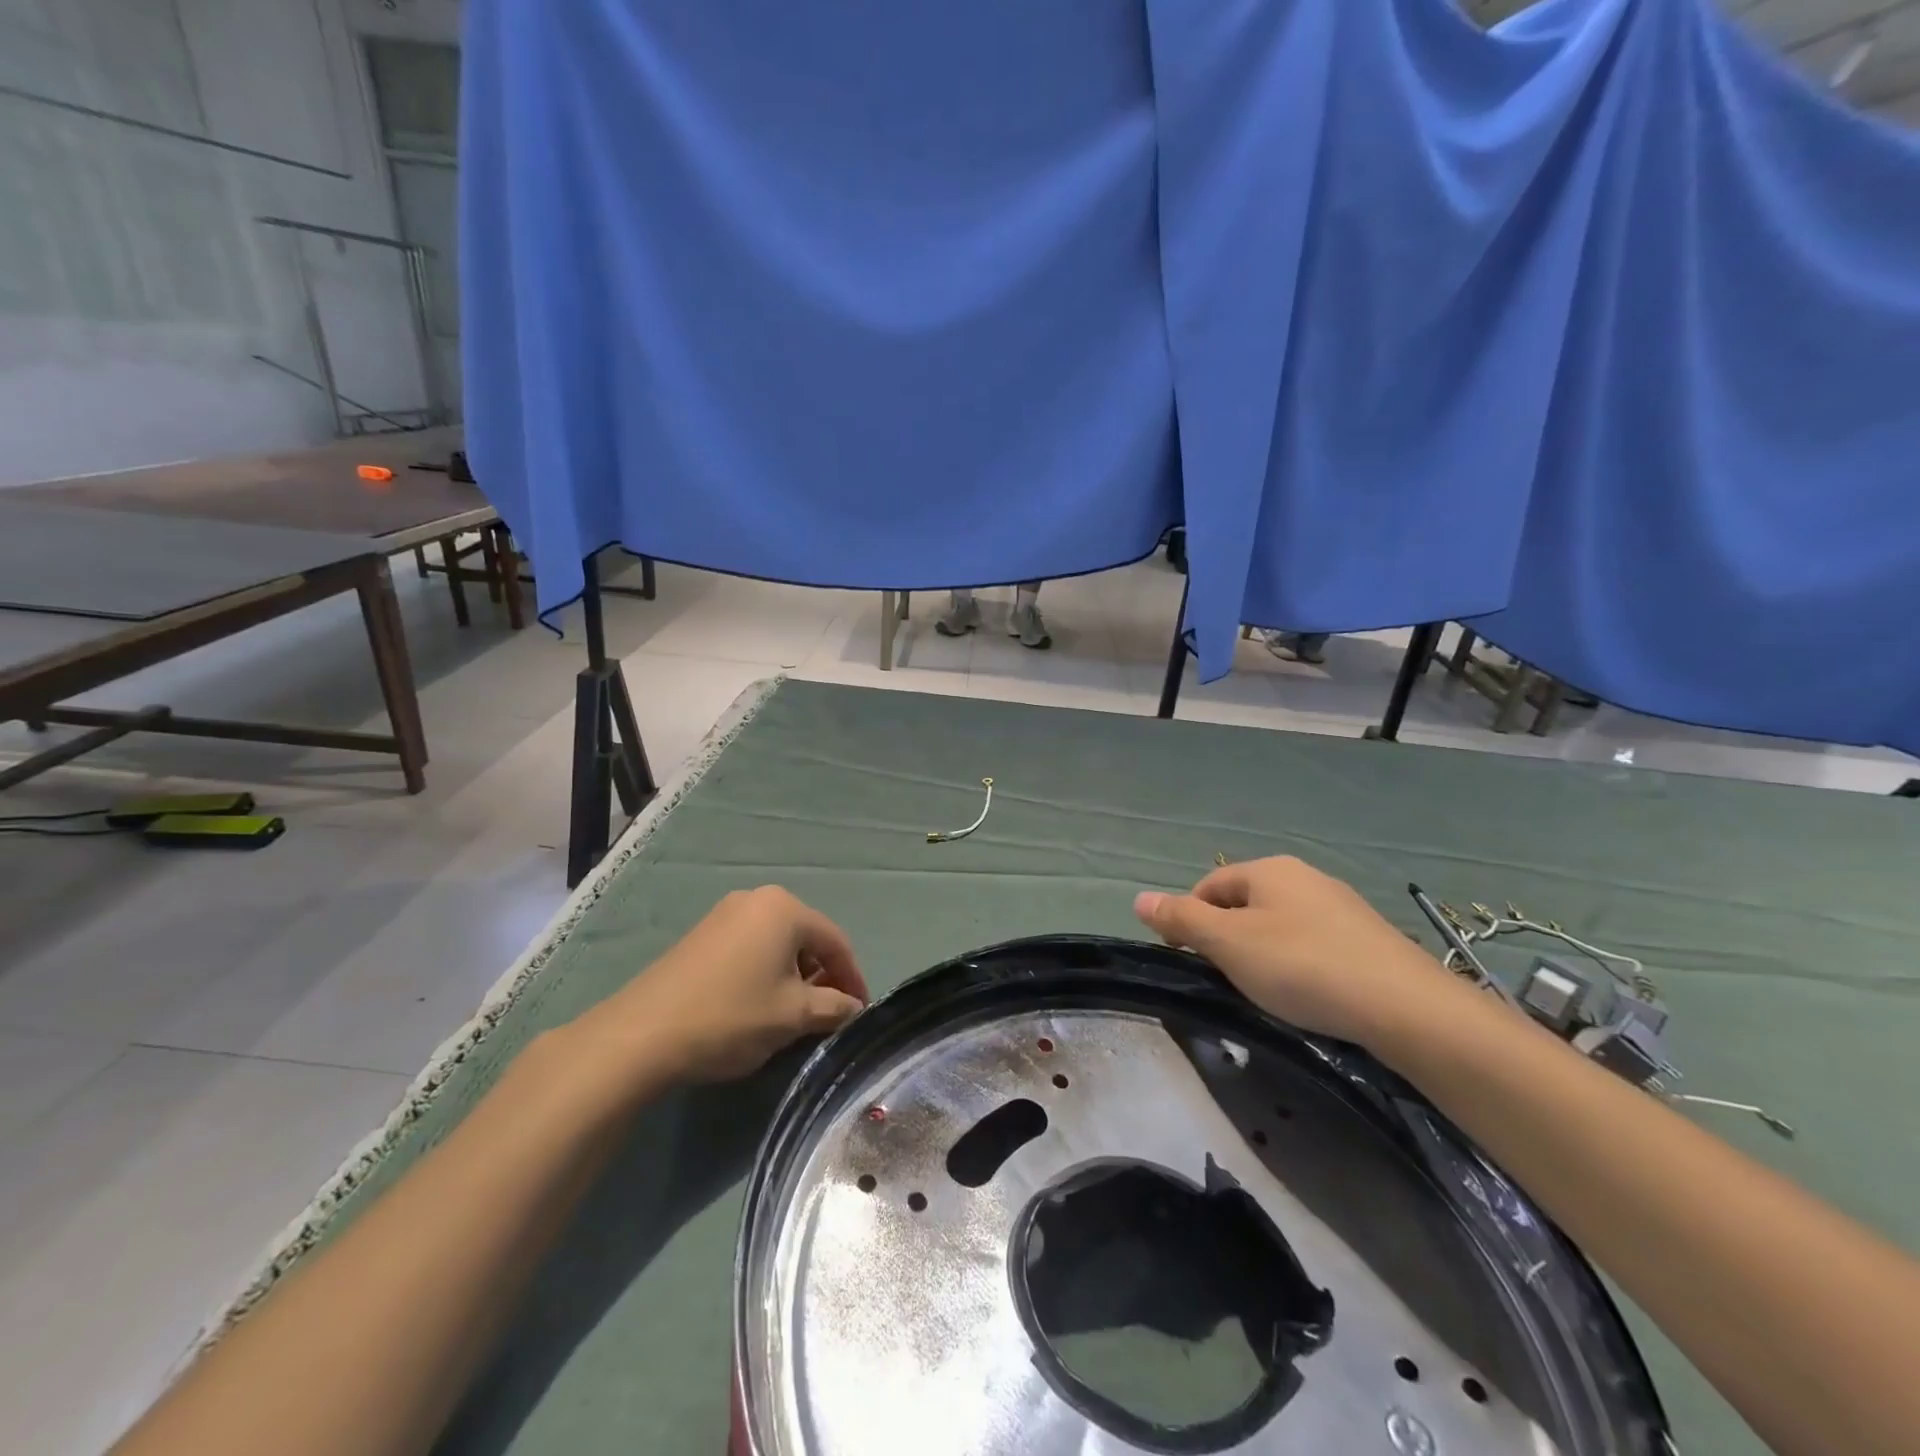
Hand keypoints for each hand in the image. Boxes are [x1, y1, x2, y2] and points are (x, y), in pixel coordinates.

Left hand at [578, 886, 869, 1083]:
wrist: (641, 1034)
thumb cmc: (731, 1016)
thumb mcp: (793, 1016)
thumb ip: (834, 1008)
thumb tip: (854, 1008)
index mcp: (785, 908)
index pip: (836, 941)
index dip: (853, 978)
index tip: (859, 1012)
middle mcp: (757, 899)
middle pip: (807, 937)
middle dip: (823, 975)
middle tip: (828, 1014)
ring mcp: (725, 913)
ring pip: (777, 943)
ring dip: (794, 975)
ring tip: (794, 1013)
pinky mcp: (702, 934)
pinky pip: (750, 946)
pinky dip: (765, 971)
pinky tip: (758, 1003)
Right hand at [1133, 856, 1461, 1048]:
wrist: (1405, 1007)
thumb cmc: (1302, 966)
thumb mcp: (1229, 944)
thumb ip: (1182, 919)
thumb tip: (1139, 898)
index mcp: (1268, 869)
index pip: (1209, 885)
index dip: (1189, 918)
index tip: (1187, 959)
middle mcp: (1304, 876)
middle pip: (1244, 902)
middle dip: (1226, 936)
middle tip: (1226, 978)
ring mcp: (1340, 906)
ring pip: (1279, 923)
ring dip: (1261, 951)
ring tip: (1266, 990)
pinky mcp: (1367, 938)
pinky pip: (1313, 942)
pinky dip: (1298, 963)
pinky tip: (1308, 993)